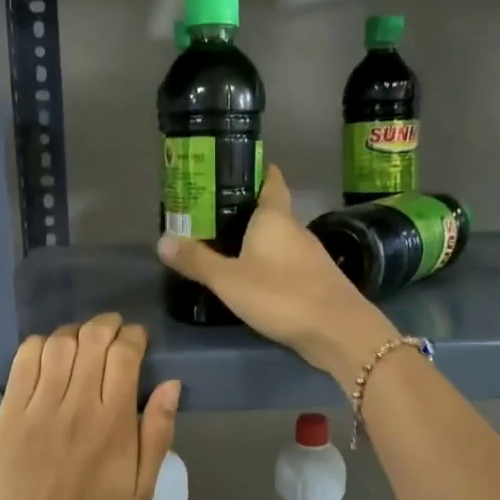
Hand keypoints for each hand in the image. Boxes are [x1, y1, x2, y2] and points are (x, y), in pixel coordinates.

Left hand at [0, 313, 180, 499]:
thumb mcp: (143, 486)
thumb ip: (159, 432)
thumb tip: (171, 384)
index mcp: (114, 422)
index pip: (124, 355)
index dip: (134, 337)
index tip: (137, 340)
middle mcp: (77, 404)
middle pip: (92, 339)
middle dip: (107, 325)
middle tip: (112, 332)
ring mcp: (39, 406)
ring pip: (58, 344)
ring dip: (75, 333)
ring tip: (82, 342)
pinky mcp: (9, 412)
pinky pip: (24, 361)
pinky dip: (39, 346)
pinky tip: (49, 355)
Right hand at [156, 164, 398, 384]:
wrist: (337, 330)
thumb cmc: (281, 295)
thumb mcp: (229, 280)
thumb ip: (197, 261)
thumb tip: (162, 240)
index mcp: (274, 217)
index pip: (270, 180)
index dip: (256, 170)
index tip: (234, 168)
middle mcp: (295, 229)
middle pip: (271, 210)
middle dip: (245, 211)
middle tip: (211, 215)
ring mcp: (310, 255)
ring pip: (279, 238)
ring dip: (256, 240)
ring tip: (226, 247)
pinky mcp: (316, 279)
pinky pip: (287, 262)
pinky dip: (269, 263)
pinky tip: (253, 278)